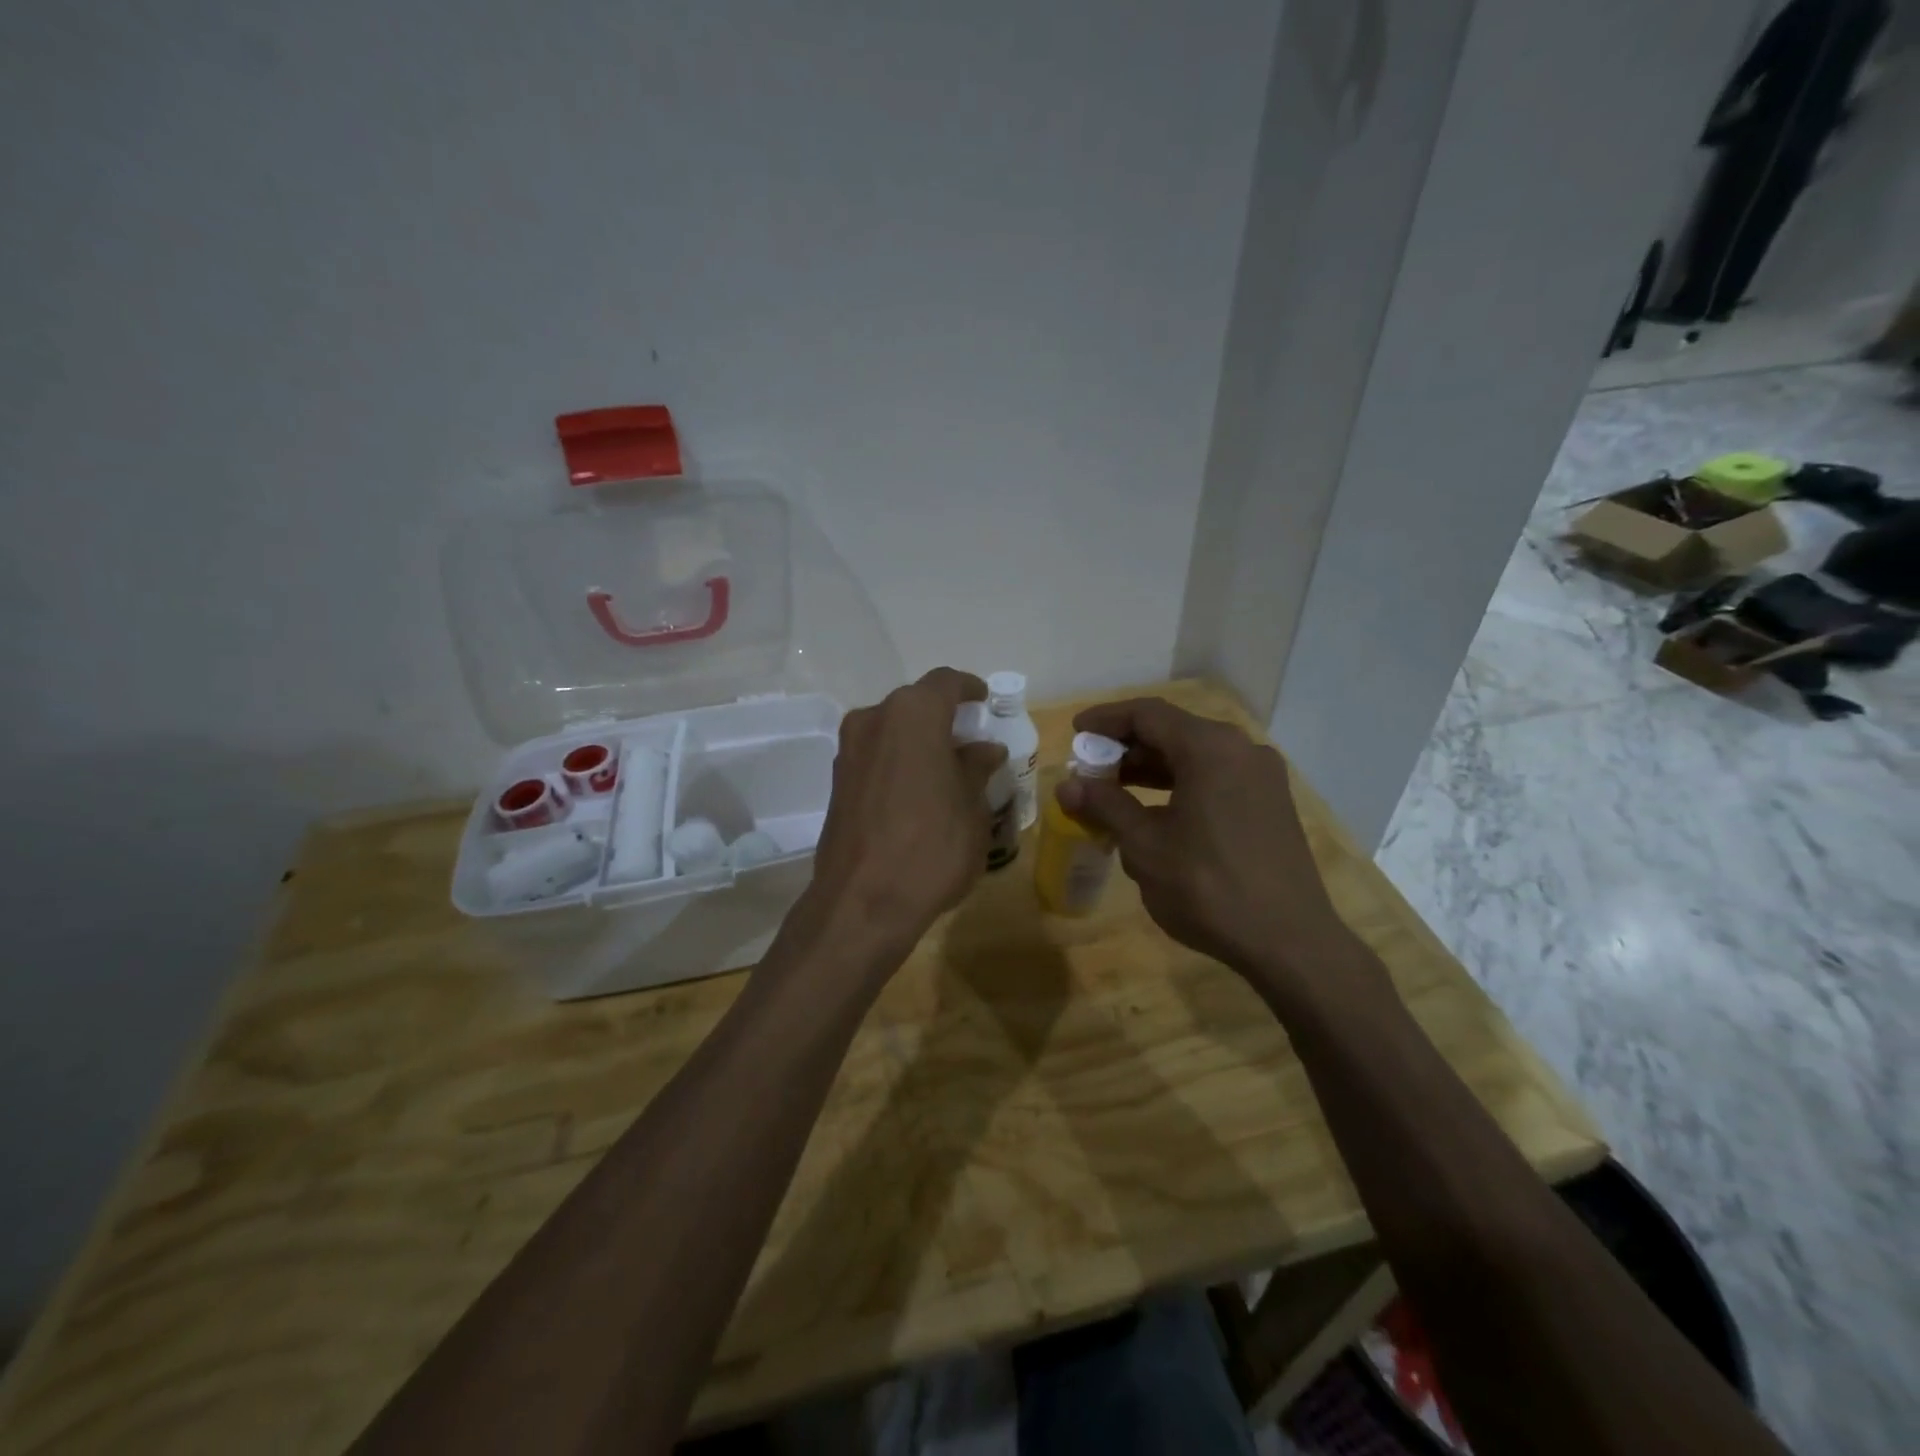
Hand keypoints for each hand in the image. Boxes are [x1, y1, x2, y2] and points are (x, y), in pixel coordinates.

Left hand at [808, 668, 1006, 951]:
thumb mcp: (972, 809)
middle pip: (914, 705)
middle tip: (970, 742)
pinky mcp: (836, 782)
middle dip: (943, 718)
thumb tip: (984, 749)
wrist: (861, 903)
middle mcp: (873, 720)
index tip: (984, 701)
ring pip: (891, 730)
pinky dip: (897, 761)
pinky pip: (875, 756)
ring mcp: (848, 751)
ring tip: (946, 770)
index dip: (968, 688)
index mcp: (912, 715)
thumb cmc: (932, 848)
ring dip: (918, 741)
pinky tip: (917, 791)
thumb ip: (976, 769)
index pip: (945, 682)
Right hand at [1056, 699, 1375, 1002]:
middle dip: (1127, 746)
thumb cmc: (1208, 887)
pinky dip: (1180, 784)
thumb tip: (1066, 786)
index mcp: (1210, 748)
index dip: (1106, 720)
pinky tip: (1156, 812)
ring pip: (1195, 756)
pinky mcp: (1270, 803)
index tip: (1075, 732)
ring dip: (1152, 767)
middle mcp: (1241, 750)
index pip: (1148, 714)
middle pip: (1173, 731)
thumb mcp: (1145, 845)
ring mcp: (1261, 776)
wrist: (1289, 942)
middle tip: (1090, 767)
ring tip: (1114, 790)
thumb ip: (1104, 806)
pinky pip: (1216, 777)